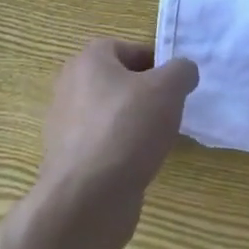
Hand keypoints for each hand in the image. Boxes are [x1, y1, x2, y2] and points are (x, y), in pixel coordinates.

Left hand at [37, 38, 198, 246]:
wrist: (86, 200)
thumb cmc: (127, 129)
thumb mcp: (168, 88)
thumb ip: (182, 71)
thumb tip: (183, 72)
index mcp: (88, 61)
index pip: (127, 48)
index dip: (155, 62)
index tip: (175, 84)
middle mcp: (70, 87)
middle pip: (118, 81)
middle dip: (145, 94)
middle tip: (168, 109)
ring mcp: (65, 126)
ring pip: (111, 114)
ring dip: (134, 124)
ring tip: (156, 140)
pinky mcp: (68, 161)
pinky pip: (103, 144)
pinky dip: (121, 150)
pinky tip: (138, 164)